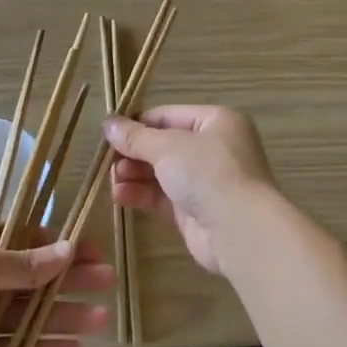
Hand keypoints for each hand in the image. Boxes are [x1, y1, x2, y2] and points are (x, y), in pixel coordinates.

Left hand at [0, 218, 113, 346]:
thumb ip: (22, 265)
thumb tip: (68, 251)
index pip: (25, 238)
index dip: (60, 245)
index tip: (94, 253)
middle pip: (30, 278)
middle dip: (68, 282)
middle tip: (107, 286)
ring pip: (23, 317)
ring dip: (60, 318)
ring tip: (100, 322)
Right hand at [104, 106, 277, 275]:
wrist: (239, 230)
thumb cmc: (208, 173)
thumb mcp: (168, 147)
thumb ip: (136, 137)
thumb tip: (108, 123)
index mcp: (216, 121)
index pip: (169, 115)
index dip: (138, 123)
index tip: (109, 133)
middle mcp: (213, 147)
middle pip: (164, 144)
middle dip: (134, 153)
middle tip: (106, 161)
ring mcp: (206, 180)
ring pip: (162, 172)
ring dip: (135, 174)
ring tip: (111, 180)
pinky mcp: (196, 210)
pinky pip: (163, 197)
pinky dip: (142, 194)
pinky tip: (119, 196)